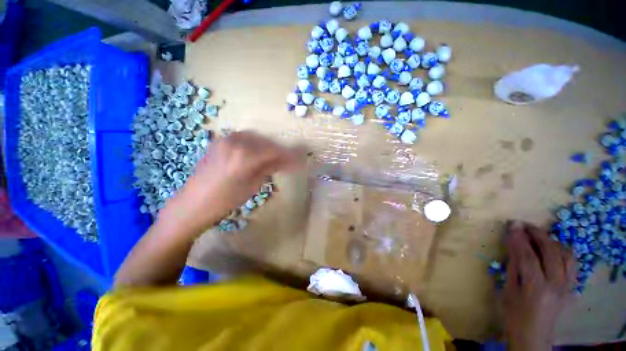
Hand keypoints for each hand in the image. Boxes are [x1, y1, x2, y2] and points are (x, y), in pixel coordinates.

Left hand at [160, 131, 305, 235]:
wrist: (193, 203)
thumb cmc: (226, 200)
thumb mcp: (253, 185)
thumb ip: (270, 168)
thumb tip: (287, 161)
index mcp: (246, 156)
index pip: (275, 151)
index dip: (289, 155)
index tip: (300, 159)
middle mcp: (236, 142)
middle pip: (267, 143)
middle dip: (280, 151)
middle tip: (289, 160)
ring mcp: (226, 139)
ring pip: (256, 138)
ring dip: (267, 147)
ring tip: (274, 158)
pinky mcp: (219, 141)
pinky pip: (243, 138)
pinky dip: (254, 144)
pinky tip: (257, 153)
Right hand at [504, 221, 575, 350]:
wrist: (533, 335)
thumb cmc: (514, 314)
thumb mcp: (509, 290)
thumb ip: (514, 267)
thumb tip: (513, 245)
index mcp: (536, 288)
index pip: (528, 257)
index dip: (519, 239)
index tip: (512, 225)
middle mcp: (557, 285)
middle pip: (551, 252)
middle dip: (537, 234)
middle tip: (524, 225)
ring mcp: (568, 286)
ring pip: (566, 255)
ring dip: (552, 241)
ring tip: (538, 236)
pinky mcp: (572, 287)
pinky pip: (572, 263)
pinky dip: (562, 251)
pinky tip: (552, 249)